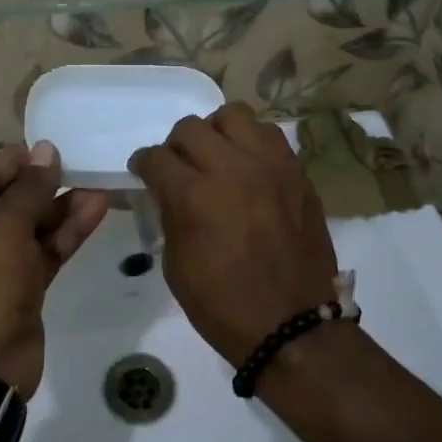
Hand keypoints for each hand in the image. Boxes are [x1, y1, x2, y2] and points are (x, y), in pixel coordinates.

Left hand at [0, 141, 109, 398]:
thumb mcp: (6, 229)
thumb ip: (29, 189)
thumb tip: (45, 150)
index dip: (16, 161)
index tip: (50, 148)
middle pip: (10, 201)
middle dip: (46, 185)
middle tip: (80, 166)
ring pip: (33, 227)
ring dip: (63, 208)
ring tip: (99, 186)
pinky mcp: (21, 287)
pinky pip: (45, 251)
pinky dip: (67, 234)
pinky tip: (96, 211)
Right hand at [129, 103, 337, 368]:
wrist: (292, 326)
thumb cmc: (224, 305)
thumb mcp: (176, 265)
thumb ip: (171, 215)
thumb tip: (169, 192)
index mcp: (195, 196)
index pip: (156, 157)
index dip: (143, 164)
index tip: (144, 172)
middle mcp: (232, 169)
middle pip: (191, 128)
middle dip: (176, 146)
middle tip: (180, 168)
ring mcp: (270, 166)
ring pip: (235, 115)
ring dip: (217, 132)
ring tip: (218, 157)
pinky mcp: (297, 172)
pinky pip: (270, 135)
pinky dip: (252, 143)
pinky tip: (249, 166)